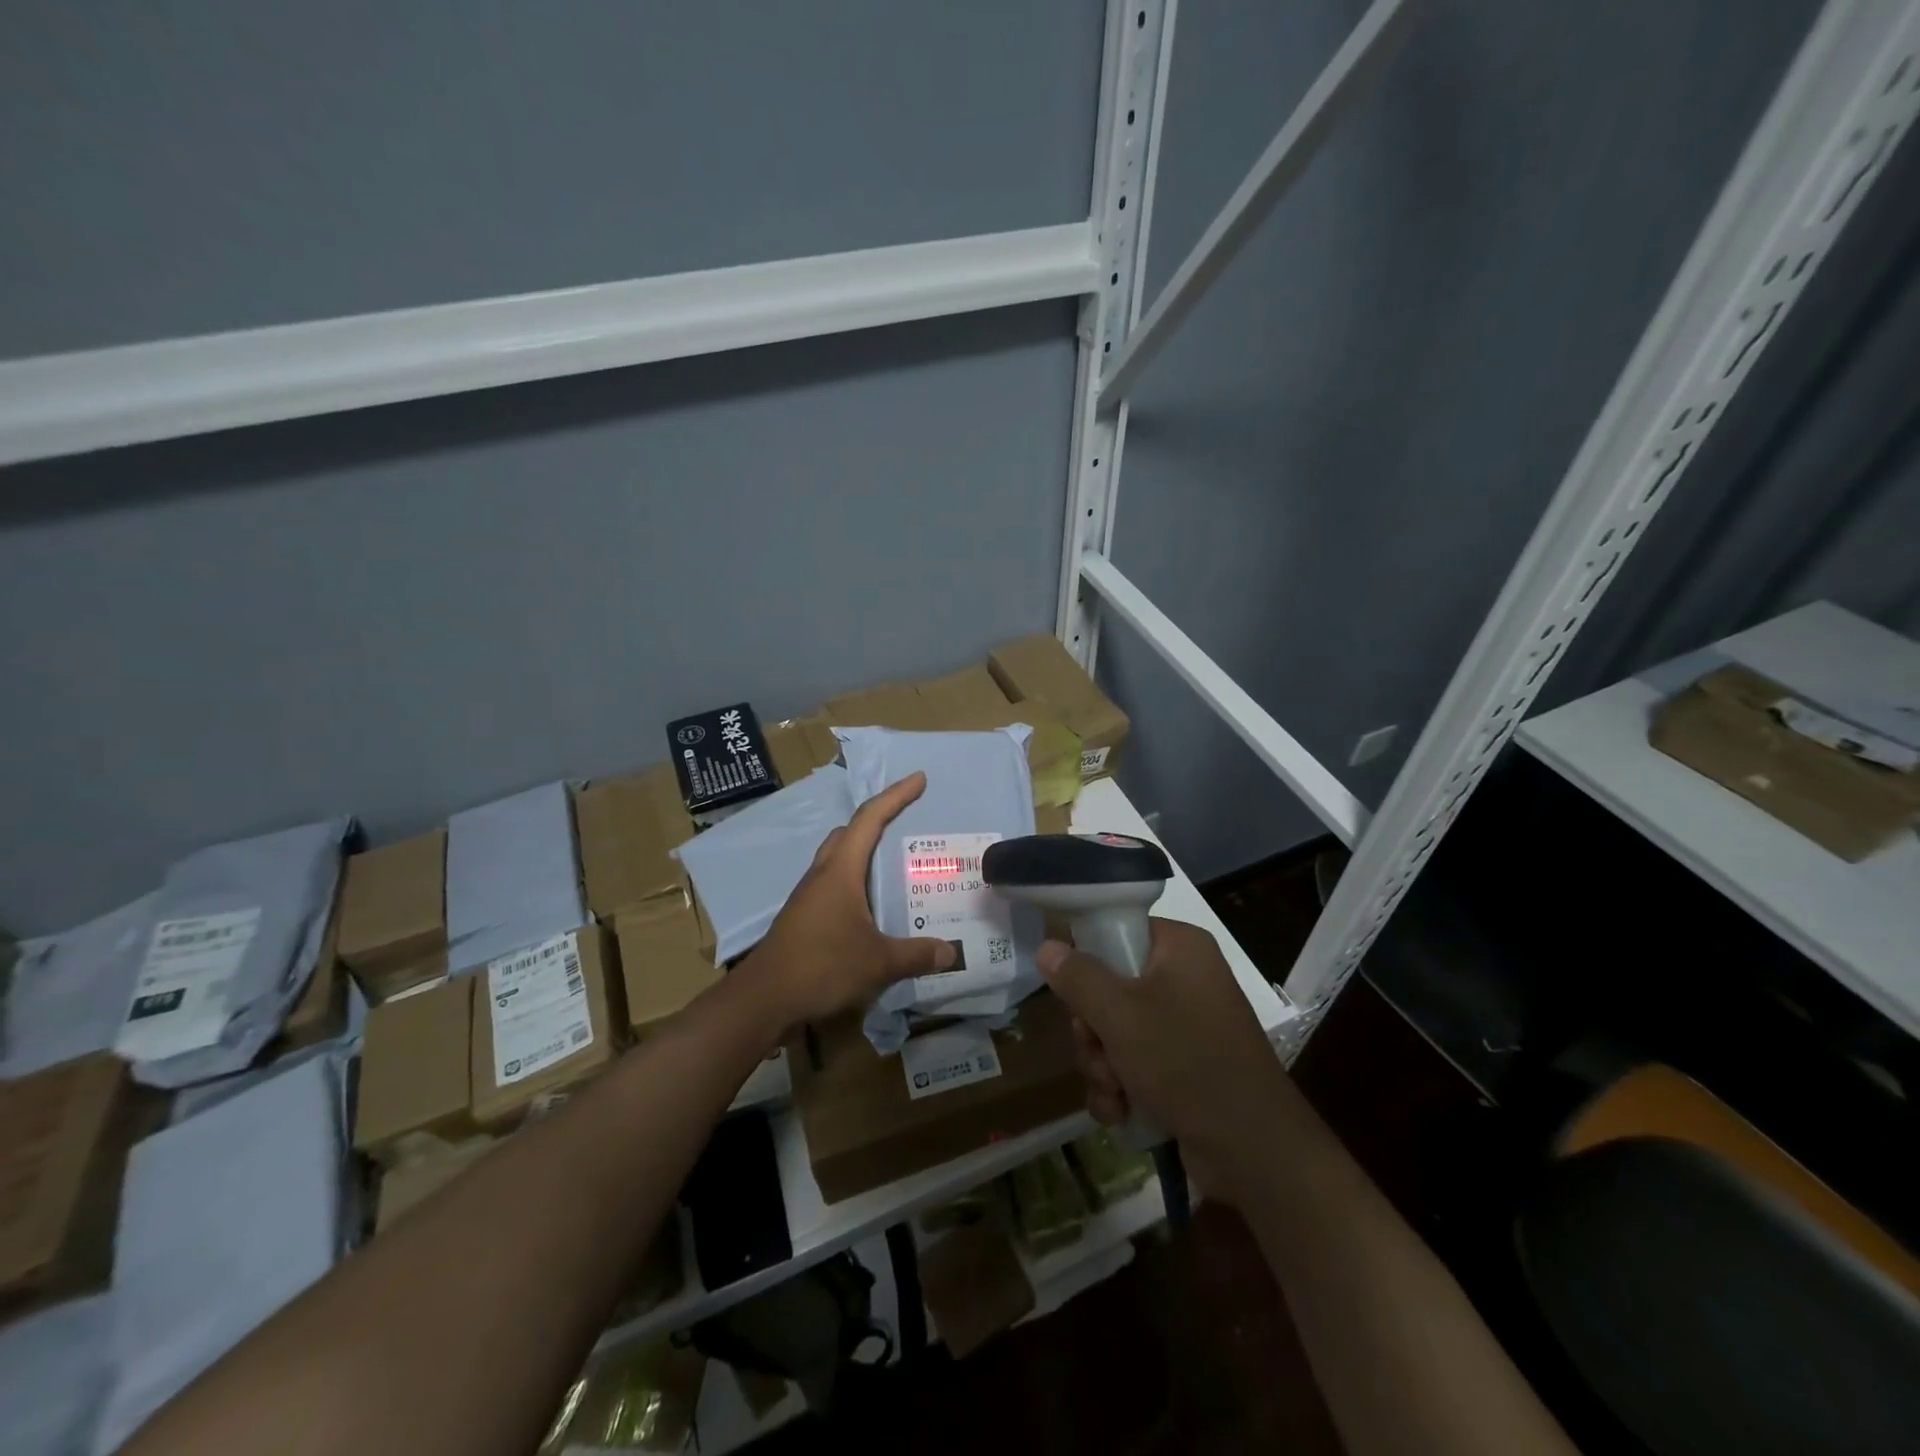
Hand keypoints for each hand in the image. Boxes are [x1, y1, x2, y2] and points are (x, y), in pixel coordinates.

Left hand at [742, 772, 955, 1031]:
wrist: (763, 998)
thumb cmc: (822, 966)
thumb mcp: (878, 962)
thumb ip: (916, 954)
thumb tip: (951, 951)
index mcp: (841, 870)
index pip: (871, 819)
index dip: (896, 796)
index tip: (918, 779)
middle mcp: (823, 874)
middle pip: (850, 833)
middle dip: (878, 820)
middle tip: (906, 822)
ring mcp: (808, 895)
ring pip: (838, 857)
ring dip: (864, 851)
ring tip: (893, 864)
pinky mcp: (803, 916)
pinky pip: (833, 882)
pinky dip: (855, 879)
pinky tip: (870, 904)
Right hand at [1038, 918, 1288, 1204]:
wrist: (1254, 1151)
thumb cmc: (1186, 1062)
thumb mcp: (1120, 1015)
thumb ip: (1078, 977)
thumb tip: (1048, 946)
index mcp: (1179, 948)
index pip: (1117, 930)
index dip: (1088, 960)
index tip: (1074, 992)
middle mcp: (1183, 978)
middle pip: (1109, 986)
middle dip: (1093, 1030)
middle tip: (1098, 1051)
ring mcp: (1184, 1025)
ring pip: (1114, 1030)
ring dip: (1102, 1064)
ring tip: (1115, 1090)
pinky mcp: (1182, 1066)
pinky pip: (1131, 1062)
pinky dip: (1120, 1087)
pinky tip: (1121, 1112)